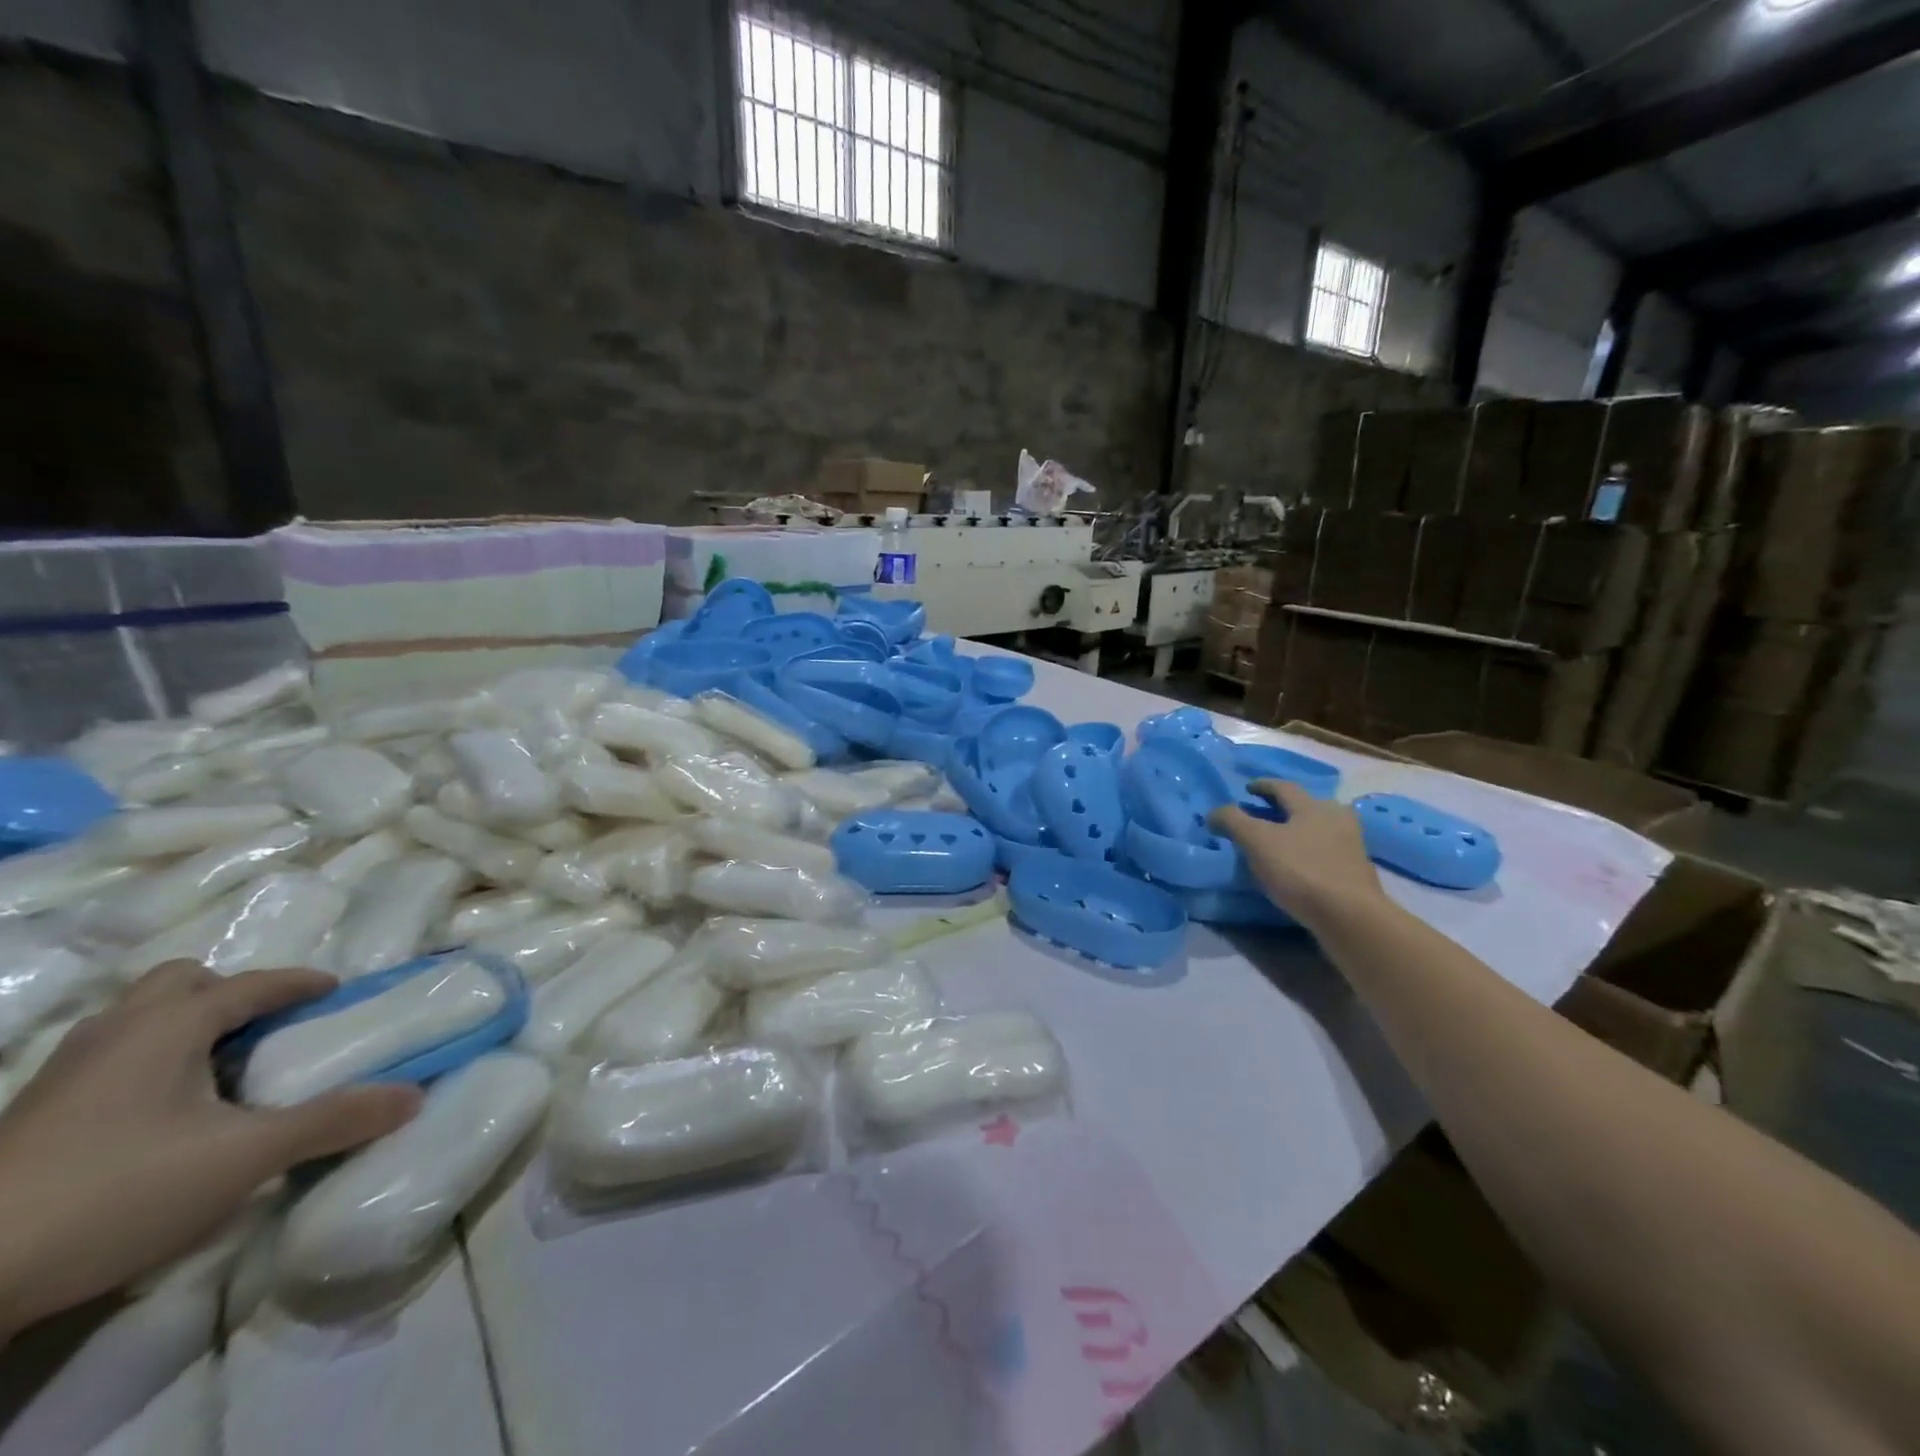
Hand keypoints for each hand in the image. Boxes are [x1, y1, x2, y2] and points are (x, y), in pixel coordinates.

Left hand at [0, 960, 419, 1337]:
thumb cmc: (117, 1191)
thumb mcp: (246, 1158)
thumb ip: (334, 1121)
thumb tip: (413, 1095)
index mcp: (170, 1024)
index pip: (253, 983)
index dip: (301, 983)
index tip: (336, 992)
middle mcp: (115, 1032)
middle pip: (180, 983)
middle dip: (228, 993)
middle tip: (266, 1028)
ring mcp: (63, 1075)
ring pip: (137, 1020)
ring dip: (185, 1027)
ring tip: (222, 1068)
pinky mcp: (31, 1118)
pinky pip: (110, 1059)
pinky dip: (148, 1064)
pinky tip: (163, 1114)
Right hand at [1209, 779, 1386, 931]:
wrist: (1349, 916)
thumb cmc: (1300, 871)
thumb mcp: (1256, 842)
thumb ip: (1233, 821)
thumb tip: (1215, 812)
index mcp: (1312, 806)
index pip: (1283, 787)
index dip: (1262, 786)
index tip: (1248, 789)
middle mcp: (1336, 819)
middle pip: (1307, 805)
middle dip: (1285, 808)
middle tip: (1264, 814)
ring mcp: (1351, 846)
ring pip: (1320, 828)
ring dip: (1299, 830)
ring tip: (1280, 841)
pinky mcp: (1356, 872)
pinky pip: (1327, 852)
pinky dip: (1310, 851)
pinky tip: (1298, 865)